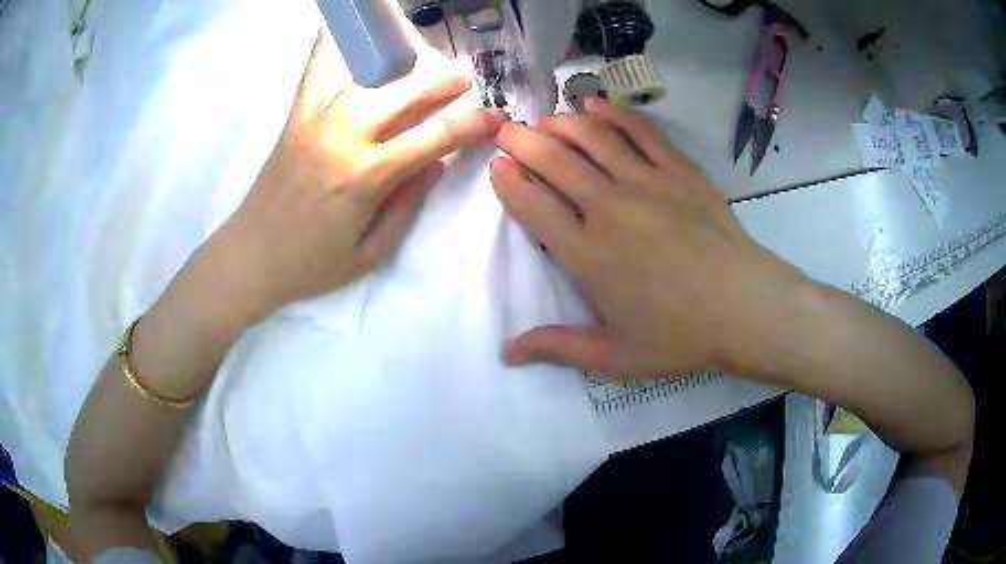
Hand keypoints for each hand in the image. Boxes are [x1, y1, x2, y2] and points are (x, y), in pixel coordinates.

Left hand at [218, 29, 506, 320]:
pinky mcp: (294, 121)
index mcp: (368, 177)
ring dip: (401, 65)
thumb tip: (436, 166)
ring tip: (422, 58)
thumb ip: (407, 206)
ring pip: (367, 80)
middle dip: (441, 83)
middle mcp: (344, 138)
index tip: (496, 116)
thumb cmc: (311, 265)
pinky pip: (312, 76)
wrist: (250, 259)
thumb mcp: (370, 253)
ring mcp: (316, 123)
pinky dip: (324, 49)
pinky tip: (334, 26)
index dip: (472, 125)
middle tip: (464, 79)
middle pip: (404, 96)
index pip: (434, 139)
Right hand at [490, 97, 807, 379]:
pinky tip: (595, 105)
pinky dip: (614, 114)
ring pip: (593, 138)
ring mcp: (647, 183)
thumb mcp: (615, 356)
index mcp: (588, 255)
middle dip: (523, 142)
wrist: (745, 308)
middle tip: (508, 131)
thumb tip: (507, 353)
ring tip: (545, 121)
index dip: (509, 182)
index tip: (497, 165)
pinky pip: (641, 132)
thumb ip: (559, 348)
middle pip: (555, 162)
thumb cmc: (680, 336)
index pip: (533, 206)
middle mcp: (609, 209)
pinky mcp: (679, 171)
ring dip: (561, 124)